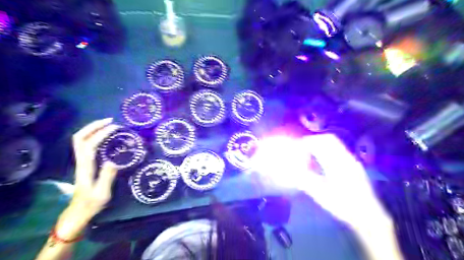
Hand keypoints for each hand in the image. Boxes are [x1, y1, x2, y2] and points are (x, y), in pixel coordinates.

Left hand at [56, 119, 119, 240]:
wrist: (78, 212)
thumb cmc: (91, 204)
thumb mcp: (102, 193)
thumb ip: (107, 177)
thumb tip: (113, 160)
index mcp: (86, 167)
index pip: (89, 144)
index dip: (101, 133)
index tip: (115, 128)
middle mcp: (80, 161)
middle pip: (79, 138)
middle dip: (93, 126)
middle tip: (110, 121)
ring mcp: (81, 161)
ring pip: (80, 140)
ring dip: (92, 129)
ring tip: (108, 125)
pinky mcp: (84, 163)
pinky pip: (85, 144)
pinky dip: (93, 136)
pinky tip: (105, 136)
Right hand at [253, 134, 388, 229]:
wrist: (369, 216)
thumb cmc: (344, 206)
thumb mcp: (321, 194)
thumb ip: (305, 180)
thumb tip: (291, 170)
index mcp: (339, 163)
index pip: (321, 143)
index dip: (307, 142)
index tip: (297, 147)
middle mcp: (347, 158)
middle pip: (329, 139)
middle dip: (313, 141)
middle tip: (301, 148)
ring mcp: (352, 161)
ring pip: (334, 145)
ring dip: (320, 146)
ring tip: (308, 155)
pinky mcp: (353, 166)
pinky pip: (337, 152)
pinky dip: (326, 152)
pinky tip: (320, 163)